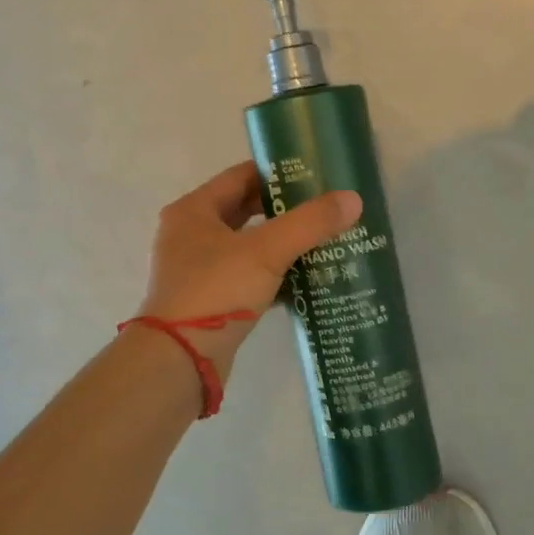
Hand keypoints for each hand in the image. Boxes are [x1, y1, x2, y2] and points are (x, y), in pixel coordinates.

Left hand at [136, 161, 360, 382]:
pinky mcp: (211, 301)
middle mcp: (190, 236)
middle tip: (324, 209)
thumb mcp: (267, 251)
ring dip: (281, 244)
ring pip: (248, 247)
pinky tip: (306, 280)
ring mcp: (198, 271)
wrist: (181, 360)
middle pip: (244, 211)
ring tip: (322, 241)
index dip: (277, 174)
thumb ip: (310, 223)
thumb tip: (353, 199)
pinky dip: (274, 276)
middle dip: (284, 211)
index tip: (315, 176)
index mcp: (193, 211)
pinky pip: (248, 278)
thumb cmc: (217, 291)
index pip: (240, 177)